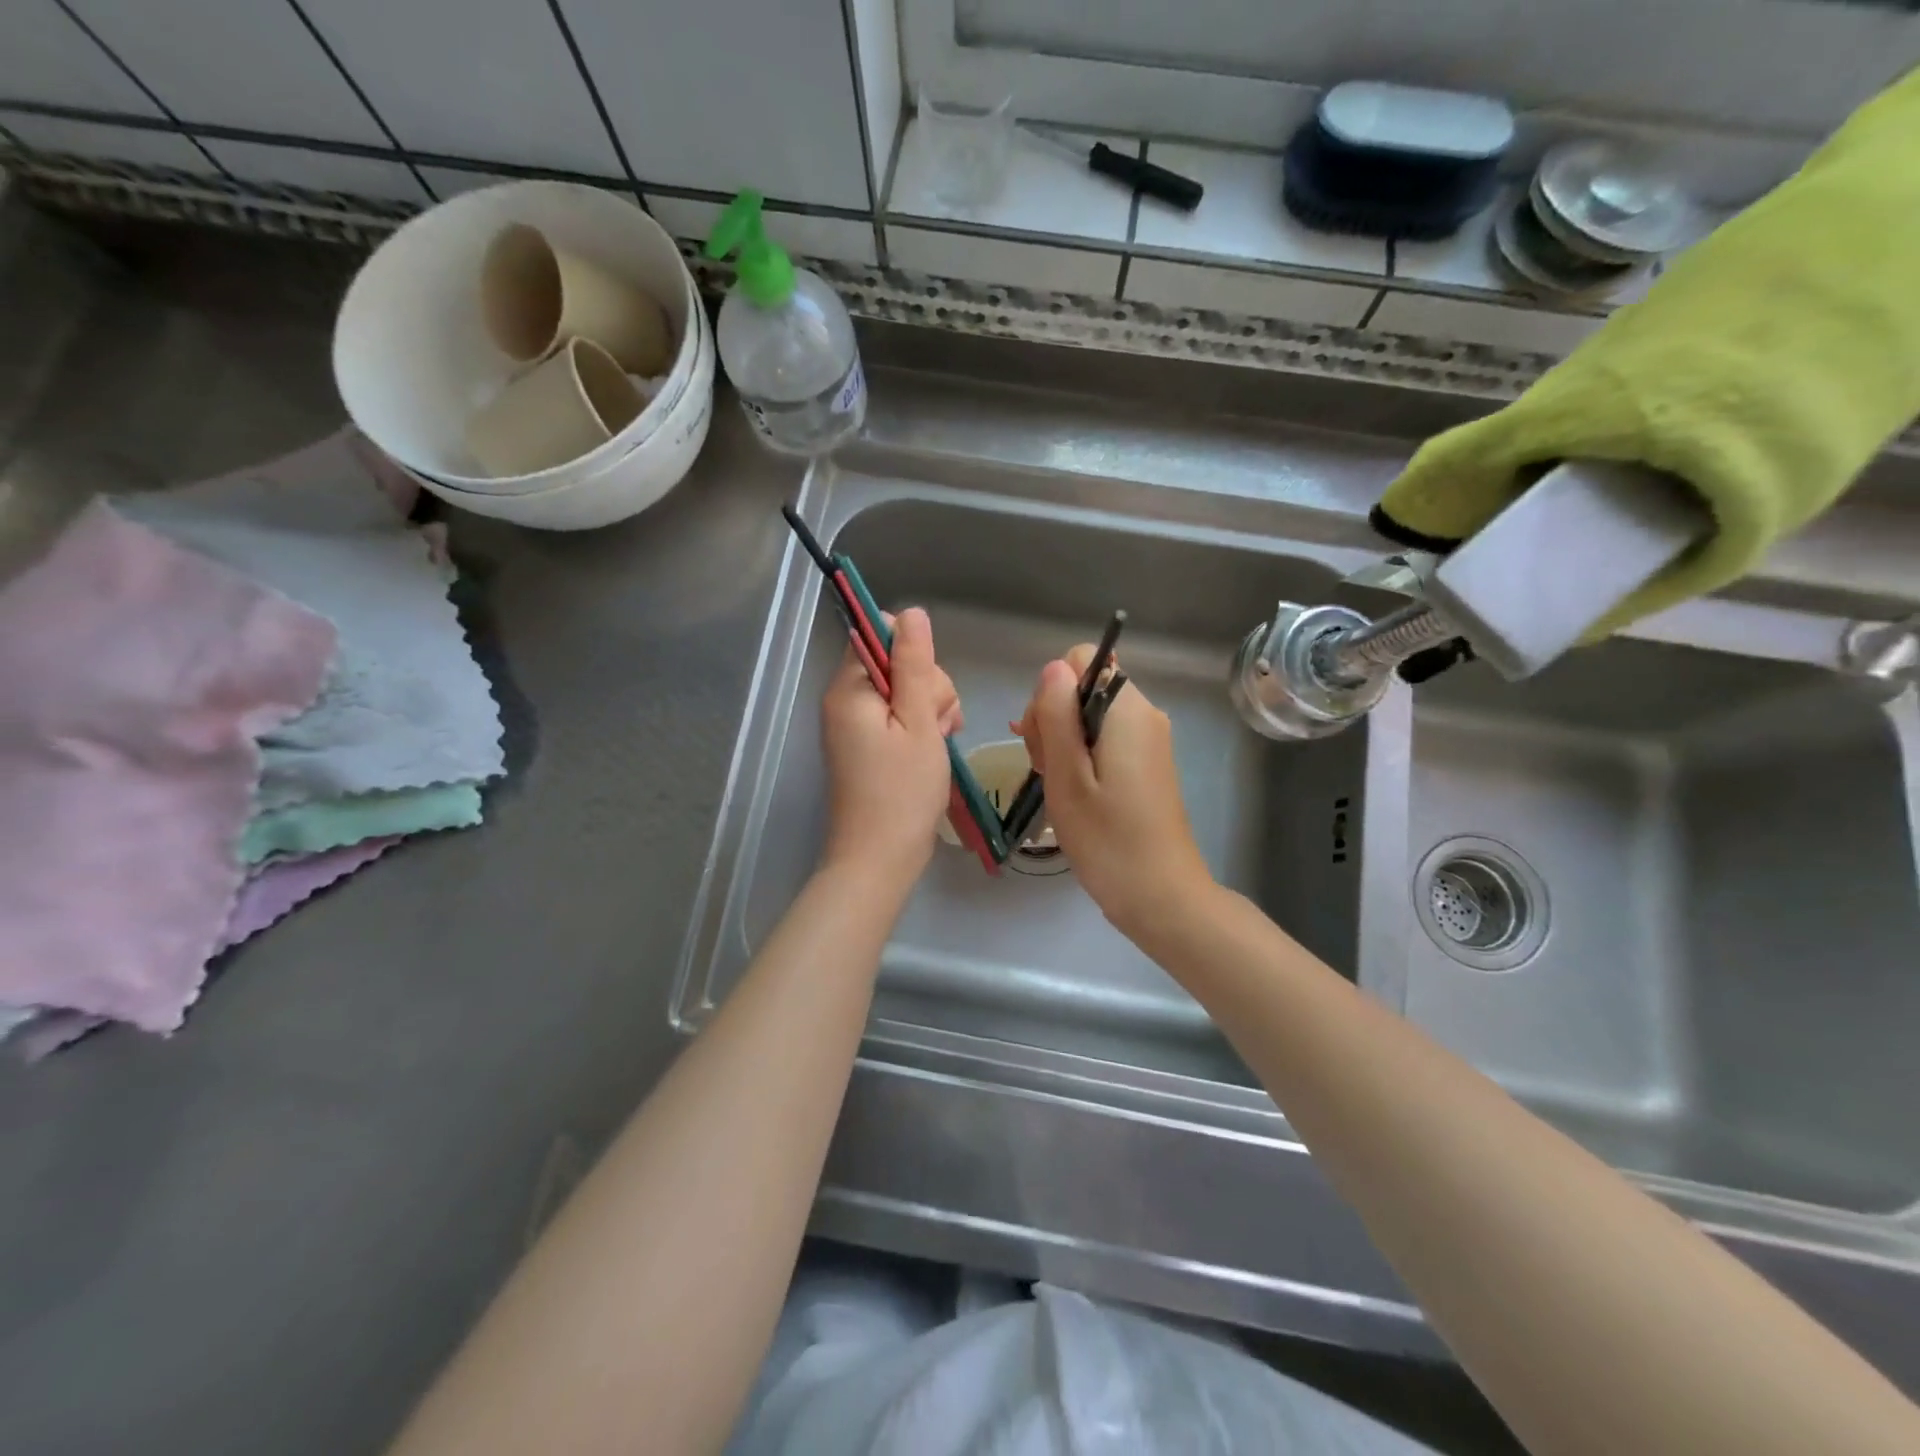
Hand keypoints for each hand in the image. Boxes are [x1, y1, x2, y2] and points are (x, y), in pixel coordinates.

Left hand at [820, 607, 962, 882]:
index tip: (927, 690)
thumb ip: (915, 664)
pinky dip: (920, 730)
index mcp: (849, 688)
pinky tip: (934, 750)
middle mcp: (844, 701)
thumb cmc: (903, 791)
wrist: (878, 859)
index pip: (881, 637)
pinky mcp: (866, 747)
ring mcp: (854, 726)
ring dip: (930, 712)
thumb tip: (911, 612)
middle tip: (938, 727)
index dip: (914, 656)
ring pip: (905, 694)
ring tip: (939, 744)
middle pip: (897, 665)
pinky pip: (899, 720)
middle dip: (928, 689)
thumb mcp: (919, 721)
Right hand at [1013, 646, 1213, 932]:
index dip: (1051, 692)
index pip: (1081, 659)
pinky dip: (1081, 758)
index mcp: (1127, 709)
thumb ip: (1056, 716)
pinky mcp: (1146, 763)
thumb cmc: (1108, 839)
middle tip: (1049, 771)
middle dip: (1053, 720)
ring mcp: (1148, 740)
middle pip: (1083, 687)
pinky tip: (1075, 793)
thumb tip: (1053, 668)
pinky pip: (1104, 739)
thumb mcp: (1067, 776)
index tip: (1046, 739)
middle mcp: (1144, 714)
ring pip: (1089, 716)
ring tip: (1061, 788)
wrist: (1161, 896)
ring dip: (1063, 743)